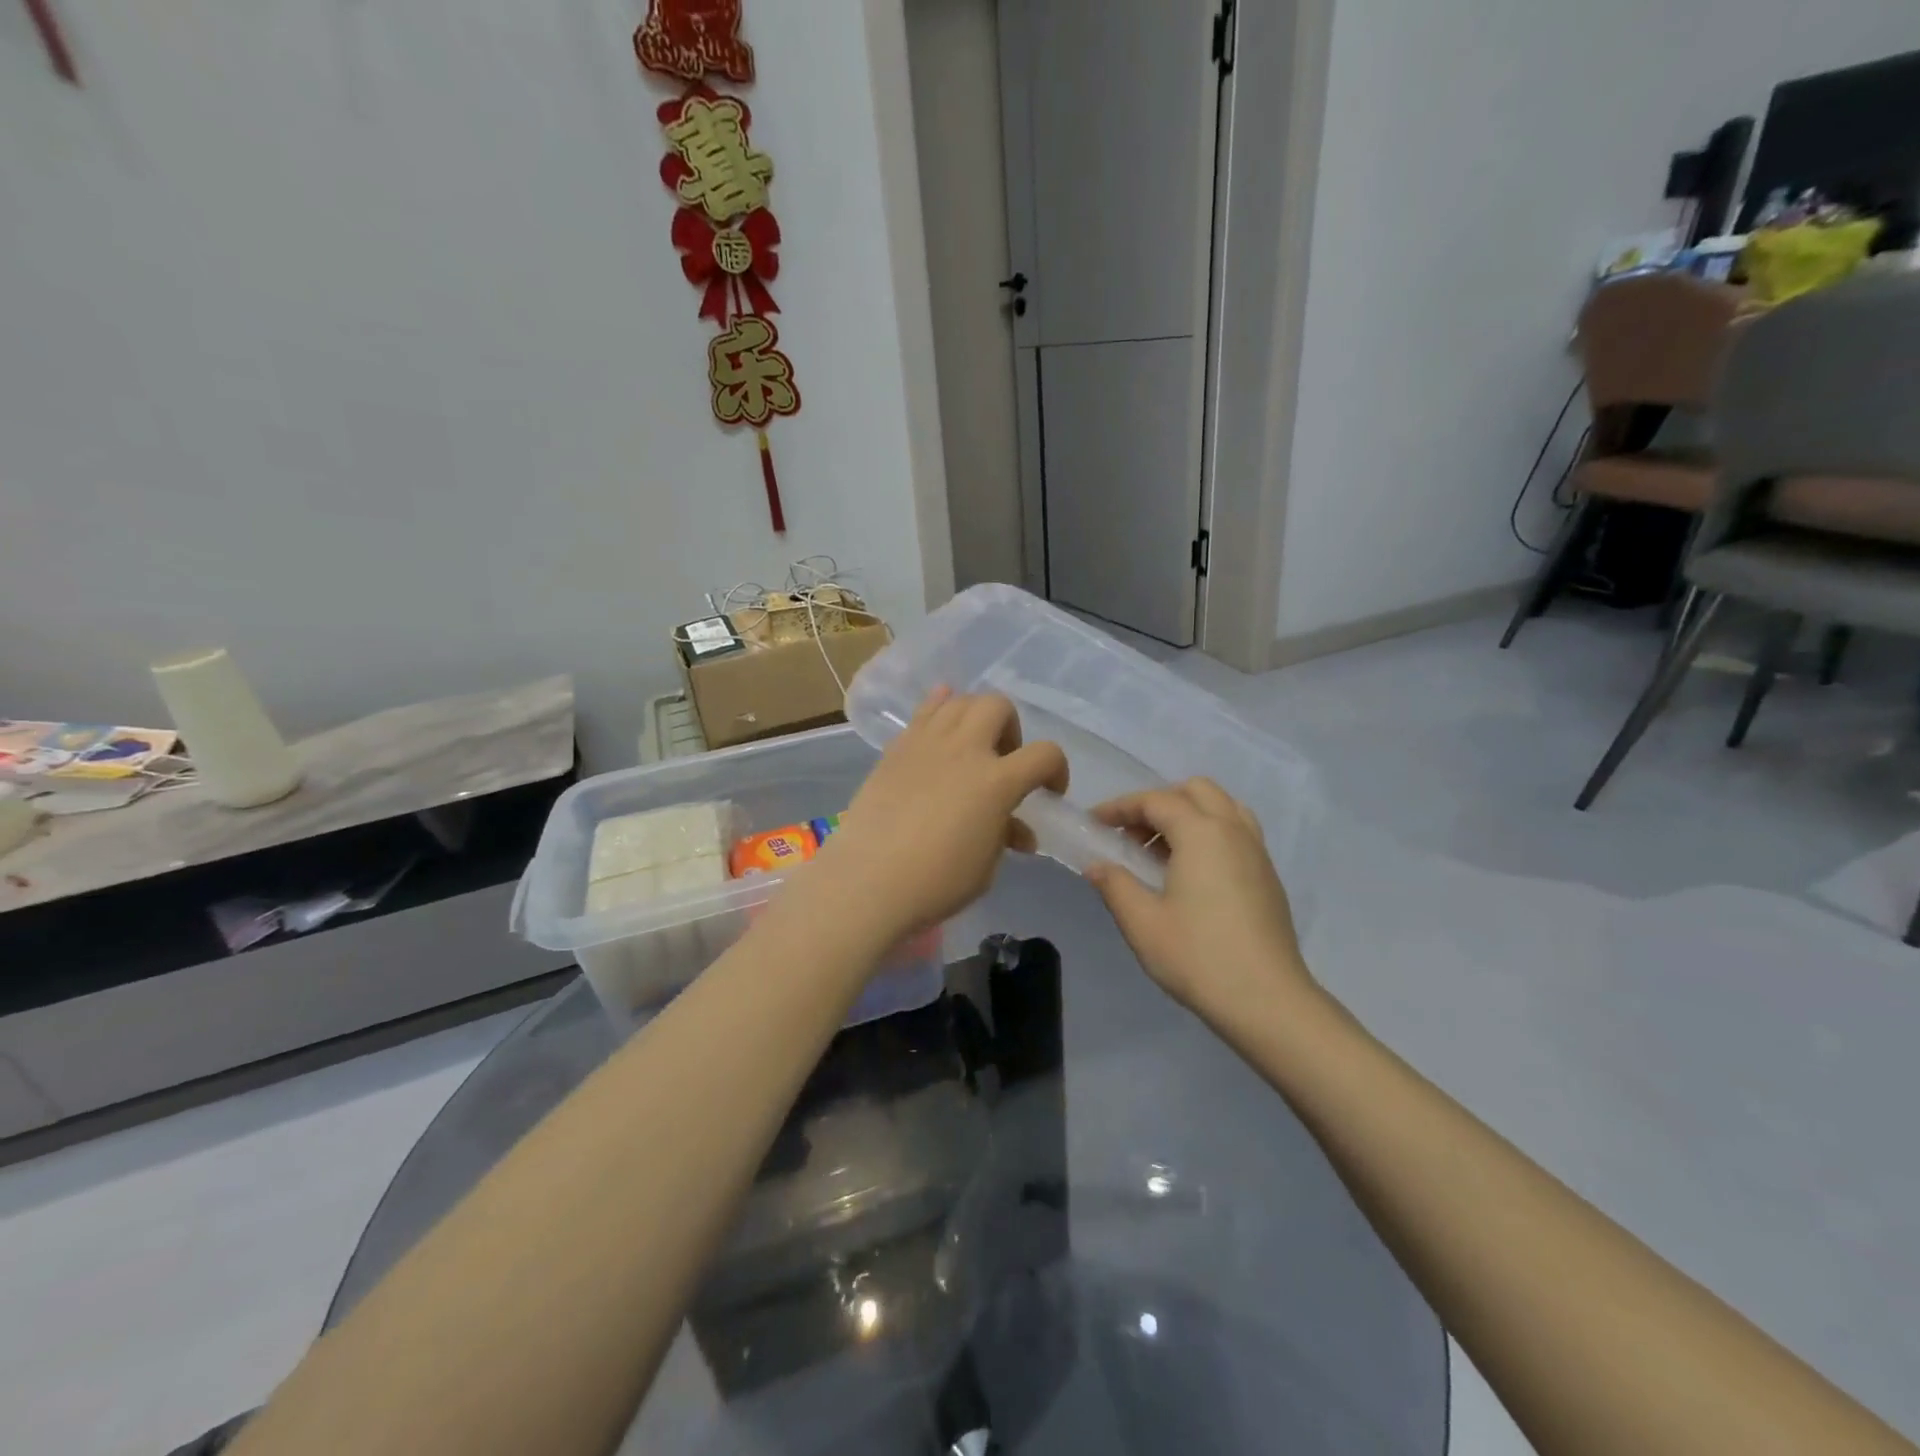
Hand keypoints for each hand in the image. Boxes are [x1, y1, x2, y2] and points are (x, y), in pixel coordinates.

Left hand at [808, 689, 1066, 947]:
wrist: (867, 882)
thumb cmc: (935, 883)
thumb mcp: (985, 868)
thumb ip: (1004, 836)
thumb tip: (1017, 831)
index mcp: (996, 781)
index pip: (1045, 754)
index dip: (1057, 770)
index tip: (1049, 792)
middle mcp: (964, 750)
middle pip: (998, 706)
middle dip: (1011, 730)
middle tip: (1003, 761)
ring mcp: (926, 743)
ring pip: (959, 701)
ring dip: (975, 718)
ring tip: (970, 747)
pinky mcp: (896, 749)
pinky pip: (923, 713)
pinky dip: (939, 709)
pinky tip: (941, 727)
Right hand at [1085, 779, 1314, 1020]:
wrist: (1267, 1001)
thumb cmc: (1198, 957)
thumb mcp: (1142, 923)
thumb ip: (1115, 885)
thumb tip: (1097, 865)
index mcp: (1201, 833)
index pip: (1155, 801)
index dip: (1120, 807)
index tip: (1094, 822)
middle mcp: (1233, 830)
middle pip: (1194, 791)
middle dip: (1158, 803)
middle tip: (1132, 836)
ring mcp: (1257, 851)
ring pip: (1221, 806)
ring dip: (1188, 814)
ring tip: (1162, 851)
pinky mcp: (1268, 875)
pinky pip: (1237, 830)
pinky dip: (1210, 832)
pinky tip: (1192, 872)